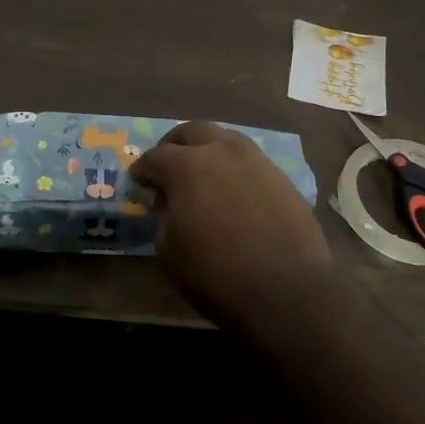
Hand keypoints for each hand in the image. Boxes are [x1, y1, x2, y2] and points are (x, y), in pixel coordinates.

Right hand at [130, 121, 332, 315]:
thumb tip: (165, 201)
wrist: (286, 291)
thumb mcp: (168, 250)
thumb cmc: (216, 274)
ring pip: (225, 139)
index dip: (142, 169)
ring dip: (208, 150)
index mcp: (186, 165)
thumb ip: (161, 216)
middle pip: (192, 132)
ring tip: (203, 174)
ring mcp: (256, 161)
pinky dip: (234, 168)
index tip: (138, 182)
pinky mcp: (281, 177)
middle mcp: (221, 151)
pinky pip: (250, 161)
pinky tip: (233, 191)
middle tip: (168, 166)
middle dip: (175, 145)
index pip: (155, 156)